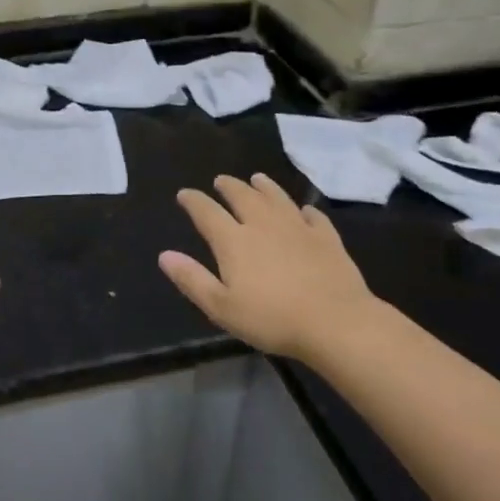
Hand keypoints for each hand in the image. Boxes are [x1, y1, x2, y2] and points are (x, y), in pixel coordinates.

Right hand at [160, 173, 385, 364]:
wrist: (335, 322)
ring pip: (277, 198)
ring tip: (257, 178)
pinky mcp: (326, 238)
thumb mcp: (221, 307)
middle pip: (243, 196)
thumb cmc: (272, 319)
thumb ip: (192, 279)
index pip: (207, 212)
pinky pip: (313, 216)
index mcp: (234, 240)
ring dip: (264, 186)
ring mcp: (298, 228)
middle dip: (228, 186)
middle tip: (220, 180)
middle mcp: (263, 224)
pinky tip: (304, 210)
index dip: (193, 201)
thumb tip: (164, 255)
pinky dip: (305, 210)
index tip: (184, 194)